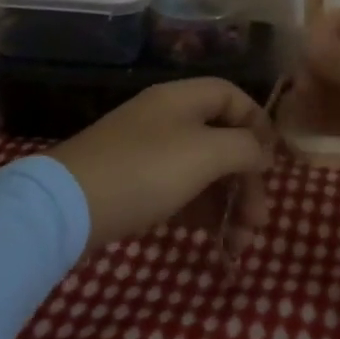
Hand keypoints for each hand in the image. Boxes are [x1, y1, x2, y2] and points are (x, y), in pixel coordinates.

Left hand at [50, 79, 276, 256]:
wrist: (68, 207)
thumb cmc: (145, 170)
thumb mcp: (205, 153)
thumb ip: (244, 148)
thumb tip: (262, 152)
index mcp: (182, 98)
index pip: (232, 96)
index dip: (258, 124)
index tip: (271, 163)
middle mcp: (167, 119)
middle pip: (222, 139)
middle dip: (246, 178)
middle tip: (258, 219)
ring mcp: (148, 152)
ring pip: (203, 170)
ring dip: (227, 202)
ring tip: (239, 241)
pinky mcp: (134, 184)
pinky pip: (180, 190)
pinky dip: (201, 211)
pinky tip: (212, 238)